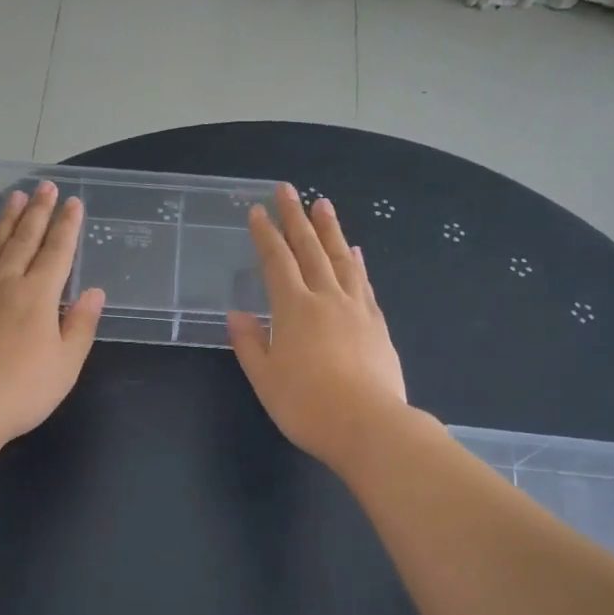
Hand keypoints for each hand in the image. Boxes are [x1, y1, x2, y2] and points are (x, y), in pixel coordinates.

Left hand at [0, 181, 105, 446]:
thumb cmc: (23, 389)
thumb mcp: (66, 364)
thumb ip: (81, 325)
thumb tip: (94, 293)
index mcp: (40, 296)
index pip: (58, 253)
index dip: (67, 227)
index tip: (74, 203)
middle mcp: (8, 283)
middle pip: (25, 240)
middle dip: (38, 212)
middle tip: (45, 186)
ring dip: (6, 220)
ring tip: (15, 198)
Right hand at [226, 183, 406, 467]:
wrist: (368, 425)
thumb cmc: (307, 406)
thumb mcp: (266, 379)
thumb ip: (251, 344)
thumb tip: (237, 315)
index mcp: (294, 309)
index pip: (276, 261)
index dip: (265, 234)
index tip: (257, 211)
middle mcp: (326, 298)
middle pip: (310, 249)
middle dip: (296, 218)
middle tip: (288, 189)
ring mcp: (356, 308)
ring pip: (341, 259)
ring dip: (330, 230)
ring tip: (323, 204)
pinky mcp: (377, 324)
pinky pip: (363, 282)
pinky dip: (356, 262)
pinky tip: (355, 252)